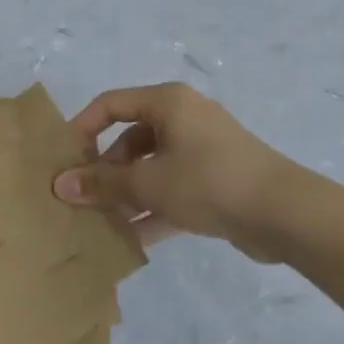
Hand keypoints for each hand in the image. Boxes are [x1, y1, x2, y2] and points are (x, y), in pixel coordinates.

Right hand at [53, 83, 293, 261]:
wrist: (283, 212)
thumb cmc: (208, 181)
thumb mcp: (148, 182)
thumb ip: (103, 183)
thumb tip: (61, 185)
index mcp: (168, 102)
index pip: (111, 105)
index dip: (83, 129)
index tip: (64, 162)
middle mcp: (184, 119)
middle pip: (131, 139)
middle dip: (106, 171)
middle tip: (83, 201)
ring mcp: (202, 151)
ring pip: (152, 168)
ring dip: (127, 195)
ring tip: (101, 224)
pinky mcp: (215, 181)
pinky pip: (173, 189)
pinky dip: (154, 210)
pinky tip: (132, 241)